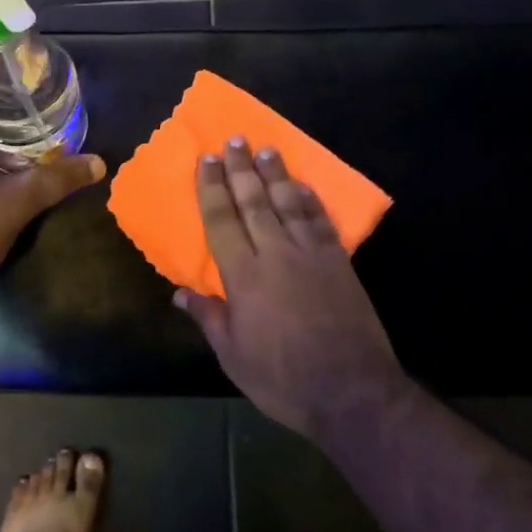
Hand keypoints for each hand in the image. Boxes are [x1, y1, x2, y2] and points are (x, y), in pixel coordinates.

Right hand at [176, 140, 403, 438]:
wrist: (351, 391)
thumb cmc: (282, 378)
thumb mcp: (233, 356)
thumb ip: (209, 318)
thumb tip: (180, 293)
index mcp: (244, 276)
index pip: (222, 220)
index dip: (212, 187)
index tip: (206, 159)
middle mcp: (276, 254)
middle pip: (255, 202)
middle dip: (241, 169)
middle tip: (235, 140)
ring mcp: (312, 255)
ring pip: (289, 204)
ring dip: (276, 175)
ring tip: (266, 150)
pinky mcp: (339, 262)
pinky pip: (321, 221)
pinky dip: (310, 200)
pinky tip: (303, 187)